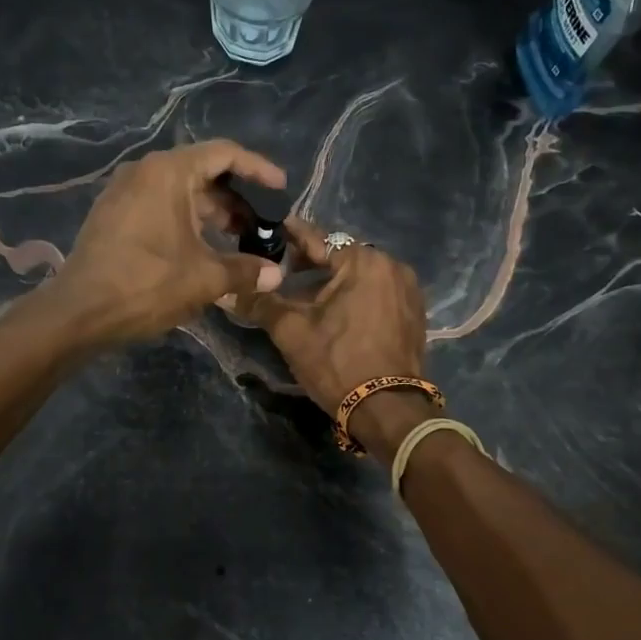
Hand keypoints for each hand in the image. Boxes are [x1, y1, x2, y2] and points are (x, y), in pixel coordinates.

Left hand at [48, 140, 287, 344]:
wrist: (79, 312)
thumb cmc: (146, 285)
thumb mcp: (204, 278)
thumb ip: (245, 271)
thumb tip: (276, 275)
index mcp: (168, 172)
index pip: (224, 153)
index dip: (258, 168)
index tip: (282, 189)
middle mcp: (144, 171)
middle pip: (202, 172)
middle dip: (235, 199)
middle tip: (260, 226)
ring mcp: (123, 192)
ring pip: (179, 192)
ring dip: (211, 213)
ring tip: (237, 241)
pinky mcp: (113, 215)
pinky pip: (159, 206)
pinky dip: (185, 221)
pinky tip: (201, 249)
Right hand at [233, 219, 427, 416]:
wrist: (387, 410)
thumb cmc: (337, 363)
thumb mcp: (291, 331)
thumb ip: (260, 303)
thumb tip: (227, 292)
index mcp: (364, 261)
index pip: (317, 238)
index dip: (287, 235)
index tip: (266, 229)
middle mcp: (392, 266)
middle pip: (341, 256)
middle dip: (309, 263)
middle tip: (279, 271)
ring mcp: (408, 290)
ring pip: (359, 276)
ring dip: (331, 282)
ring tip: (302, 296)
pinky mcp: (414, 313)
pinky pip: (376, 293)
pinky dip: (353, 296)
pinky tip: (333, 313)